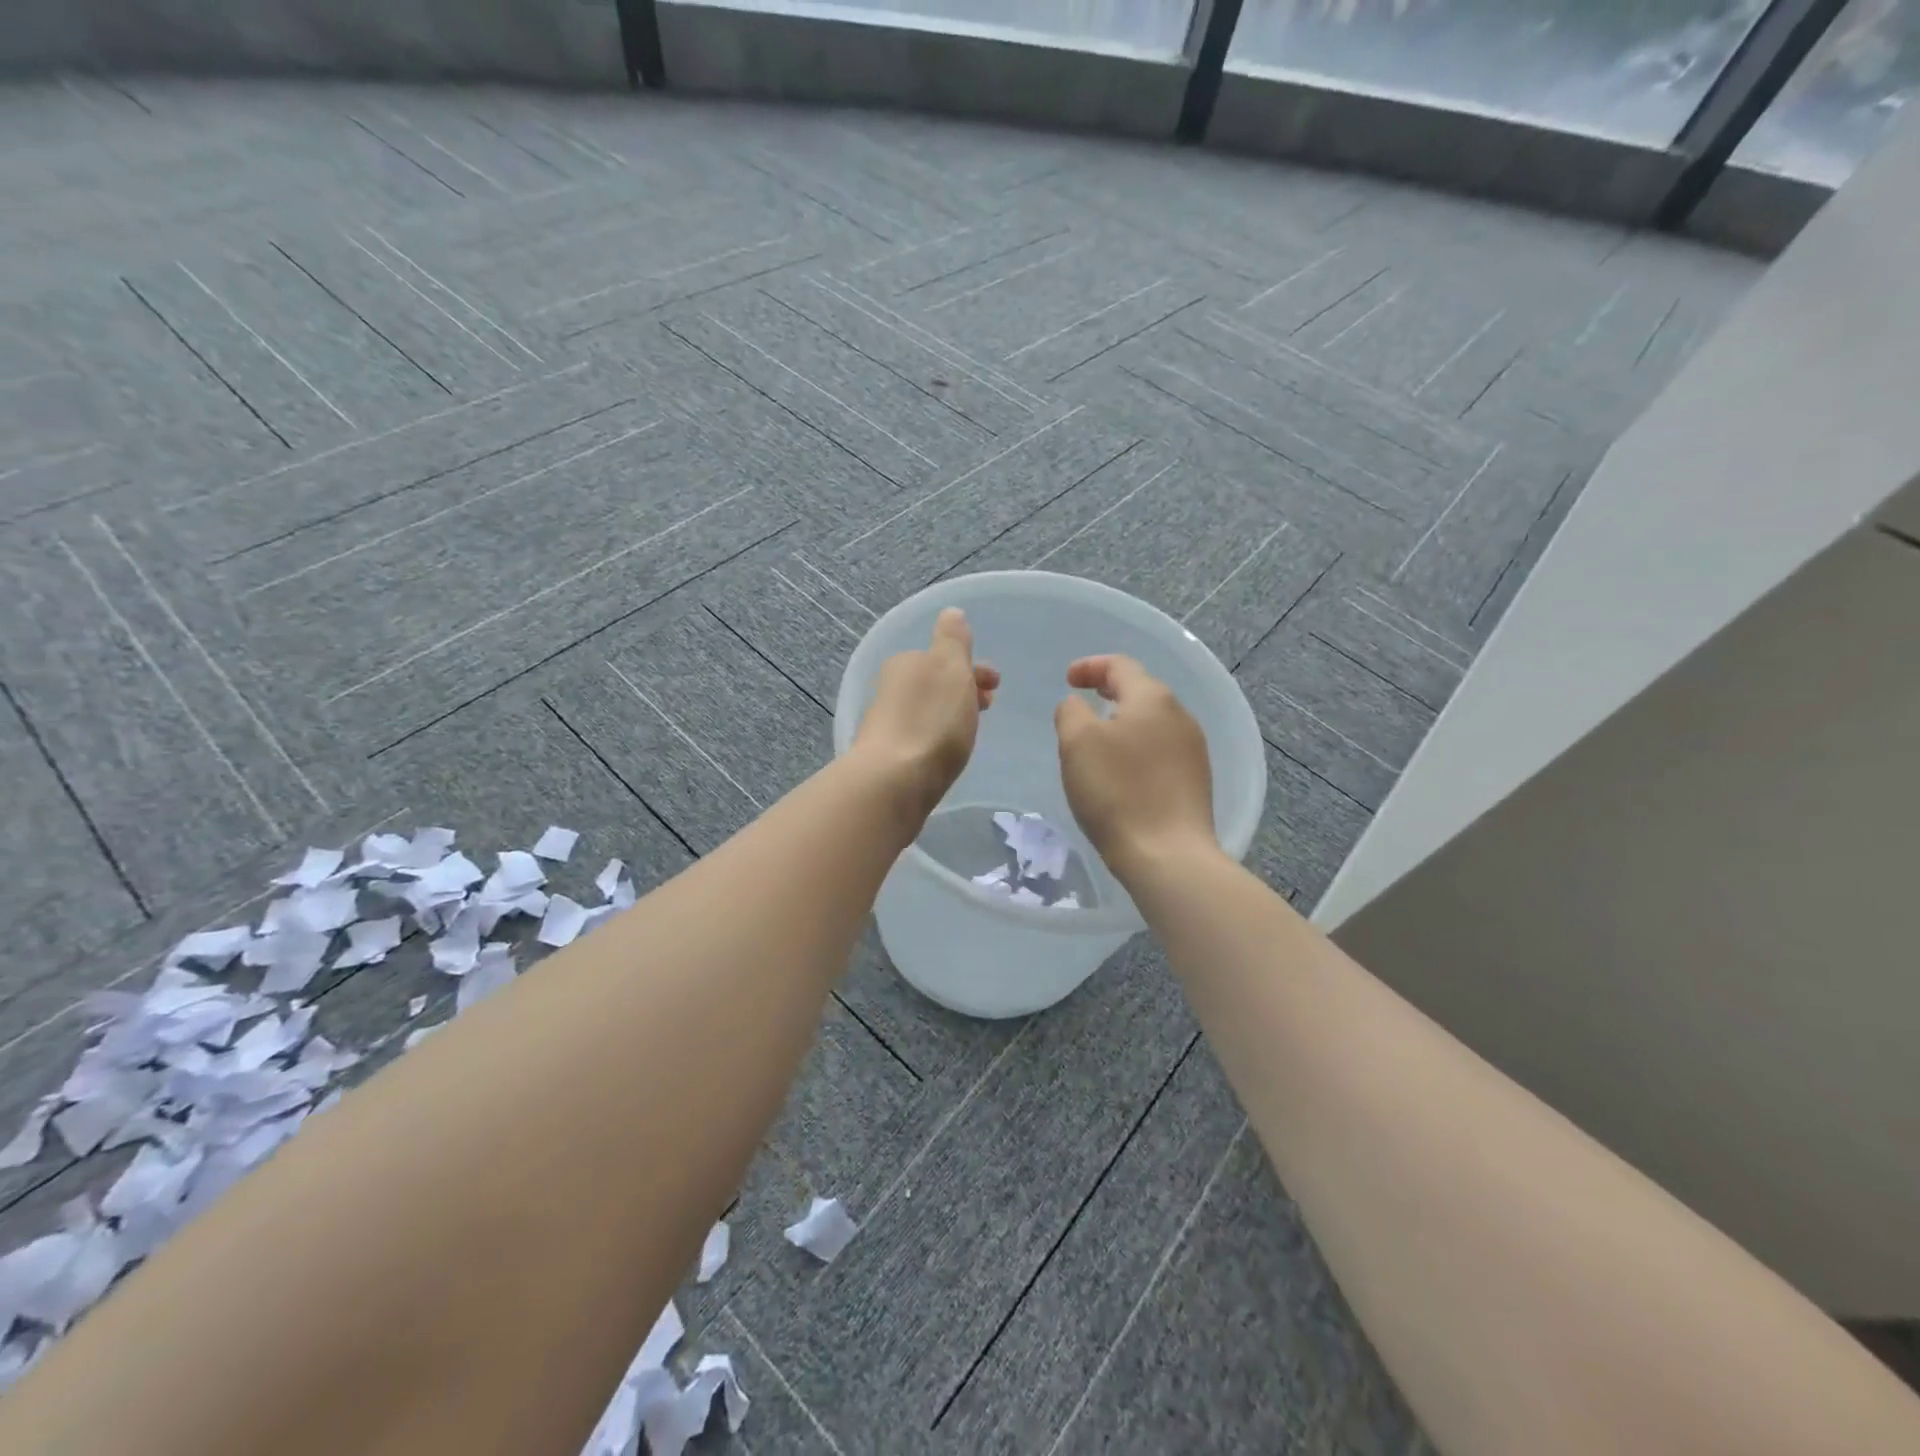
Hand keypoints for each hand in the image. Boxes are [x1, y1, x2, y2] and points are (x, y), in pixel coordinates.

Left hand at [853, 608, 999, 824]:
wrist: (894, 782)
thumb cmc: (931, 719)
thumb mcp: (949, 666)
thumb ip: (953, 639)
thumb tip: (950, 612)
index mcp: (905, 663)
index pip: (942, 657)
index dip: (972, 667)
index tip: (996, 684)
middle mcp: (890, 689)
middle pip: (934, 684)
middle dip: (962, 691)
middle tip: (989, 708)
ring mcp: (886, 724)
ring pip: (928, 710)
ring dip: (951, 714)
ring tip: (972, 732)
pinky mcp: (888, 757)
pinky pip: (920, 737)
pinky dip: (938, 737)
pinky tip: (947, 752)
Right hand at [1055, 655, 1215, 881]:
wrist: (1168, 855)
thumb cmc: (1117, 791)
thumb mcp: (1077, 742)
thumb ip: (1071, 712)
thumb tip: (1077, 704)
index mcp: (1152, 698)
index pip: (1120, 665)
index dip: (1090, 666)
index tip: (1068, 678)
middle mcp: (1180, 716)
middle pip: (1141, 690)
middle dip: (1109, 691)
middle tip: (1084, 700)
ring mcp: (1194, 749)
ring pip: (1153, 721)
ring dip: (1124, 720)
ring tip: (1099, 737)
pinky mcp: (1196, 780)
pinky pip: (1161, 749)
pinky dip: (1137, 747)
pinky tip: (1123, 770)